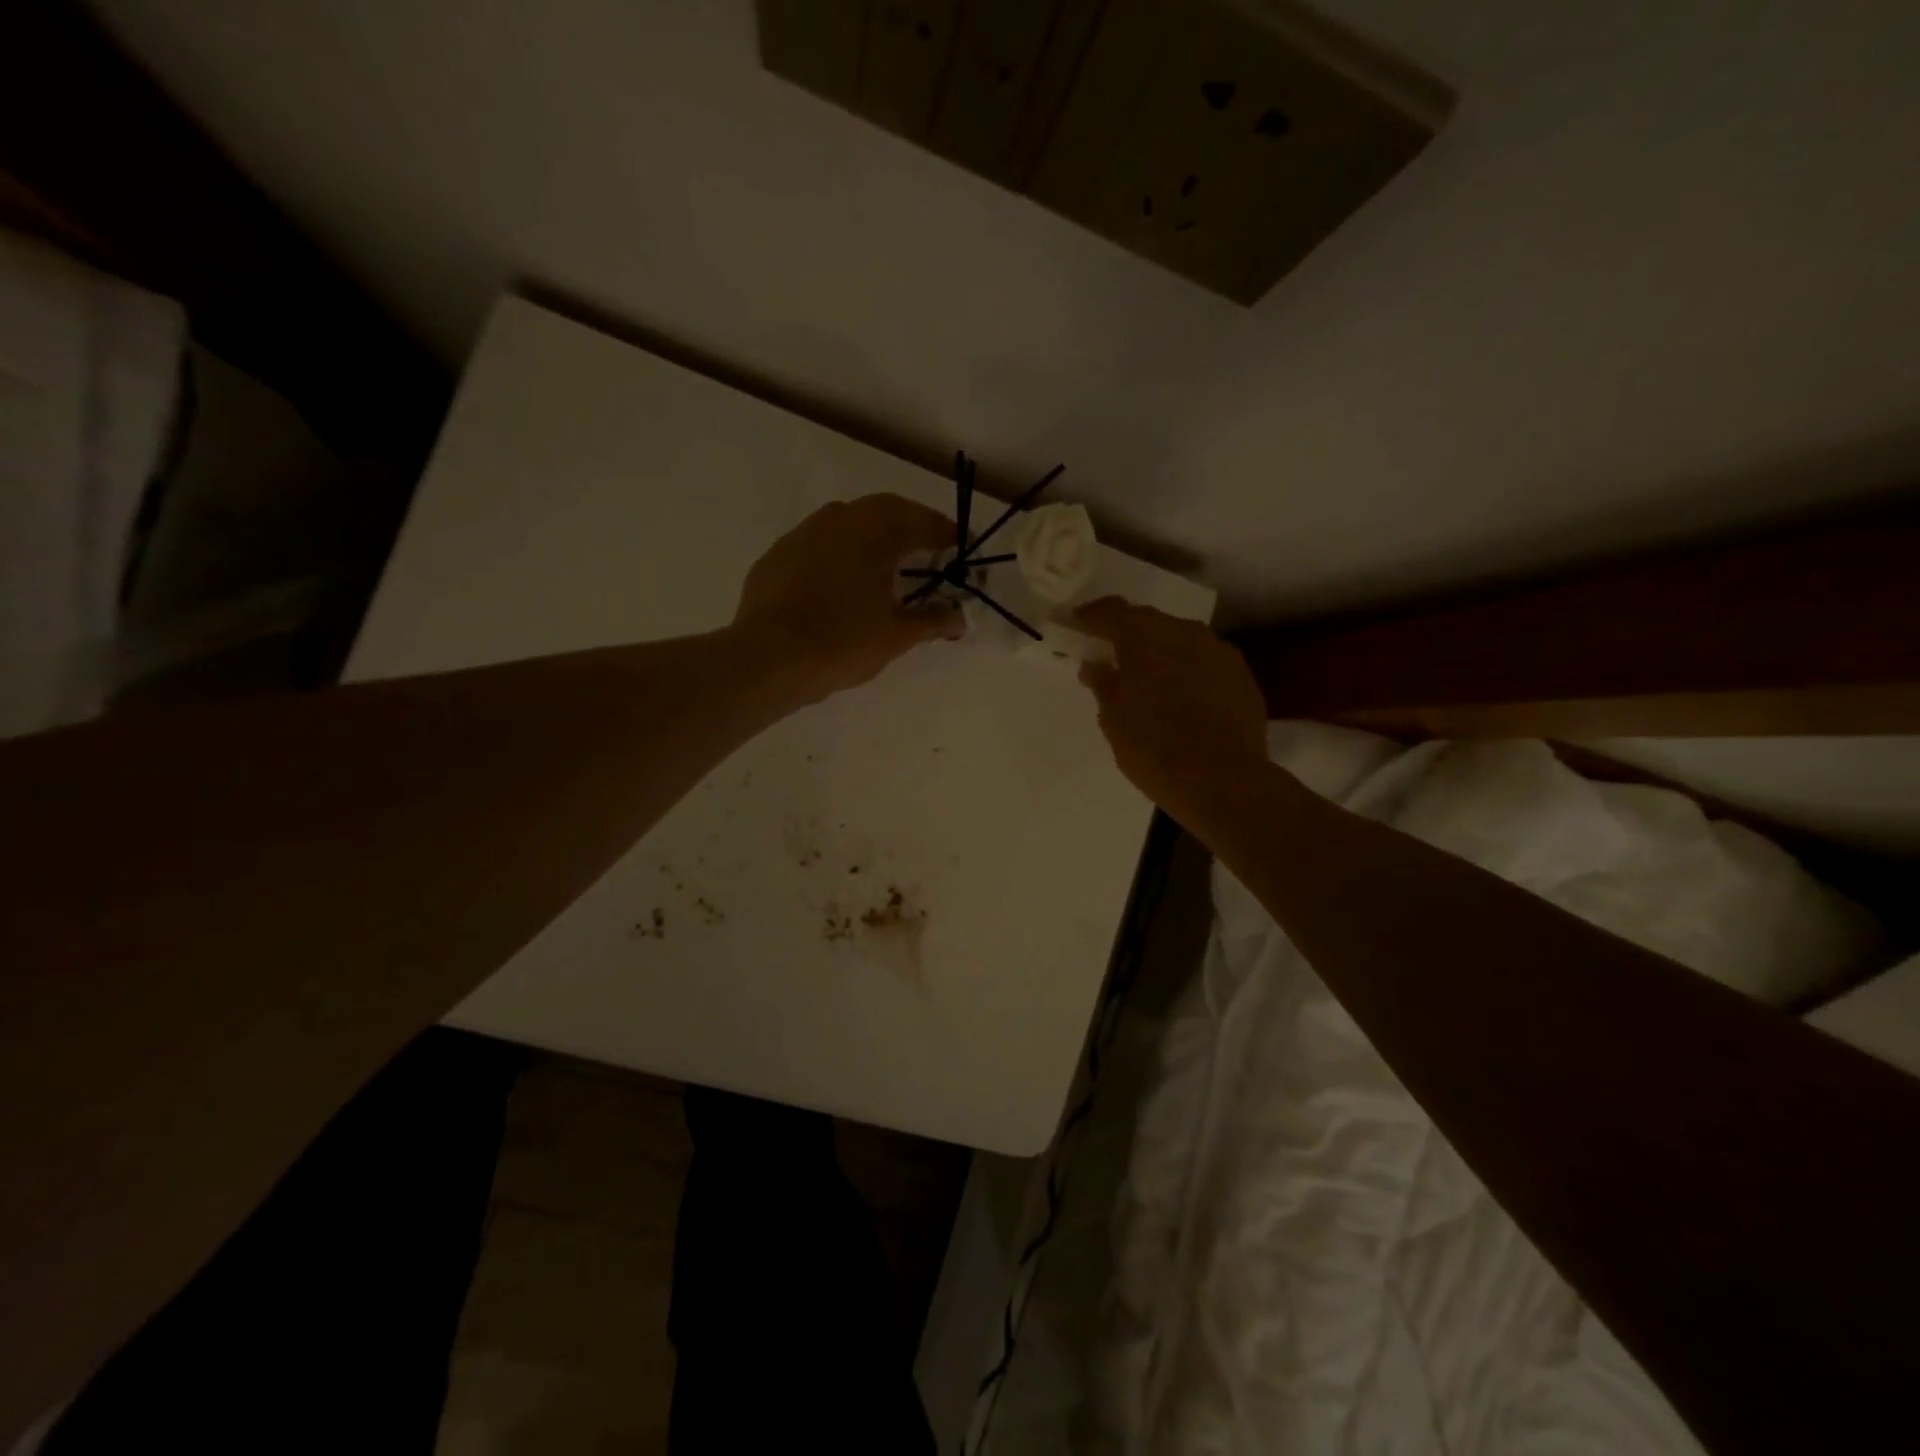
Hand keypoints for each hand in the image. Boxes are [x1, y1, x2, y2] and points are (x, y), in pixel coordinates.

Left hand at [733, 493, 964, 704]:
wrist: (769, 658)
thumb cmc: (843, 642)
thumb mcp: (897, 636)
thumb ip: (932, 621)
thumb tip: (960, 619)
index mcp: (875, 533)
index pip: (920, 521)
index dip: (943, 532)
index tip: (958, 545)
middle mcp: (839, 520)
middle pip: (883, 510)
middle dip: (908, 525)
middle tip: (925, 550)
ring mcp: (803, 534)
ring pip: (846, 521)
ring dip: (871, 534)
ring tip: (884, 564)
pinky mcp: (777, 555)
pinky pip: (818, 543)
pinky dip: (839, 552)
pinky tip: (840, 581)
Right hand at [1071, 597, 1268, 831]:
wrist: (1222, 781)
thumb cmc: (1154, 749)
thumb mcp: (1113, 720)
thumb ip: (1103, 684)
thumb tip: (1095, 665)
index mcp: (1144, 637)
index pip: (1112, 611)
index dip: (1091, 616)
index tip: (1076, 624)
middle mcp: (1183, 632)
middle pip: (1149, 620)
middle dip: (1127, 632)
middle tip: (1111, 653)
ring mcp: (1218, 650)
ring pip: (1180, 638)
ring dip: (1161, 650)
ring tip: (1149, 677)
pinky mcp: (1241, 674)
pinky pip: (1205, 660)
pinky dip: (1188, 669)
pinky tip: (1182, 695)